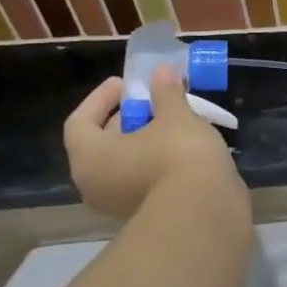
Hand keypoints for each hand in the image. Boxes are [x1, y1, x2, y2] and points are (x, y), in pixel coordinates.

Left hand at [64, 66, 247, 222]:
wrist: (205, 211)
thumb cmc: (178, 155)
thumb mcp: (175, 116)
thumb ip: (166, 92)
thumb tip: (163, 71)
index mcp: (90, 156)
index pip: (80, 121)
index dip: (102, 98)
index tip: (126, 84)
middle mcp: (96, 183)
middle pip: (103, 143)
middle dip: (127, 119)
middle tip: (152, 102)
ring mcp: (119, 204)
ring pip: (126, 164)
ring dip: (145, 142)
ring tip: (173, 124)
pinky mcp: (148, 215)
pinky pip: (145, 180)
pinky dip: (158, 162)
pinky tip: (184, 150)